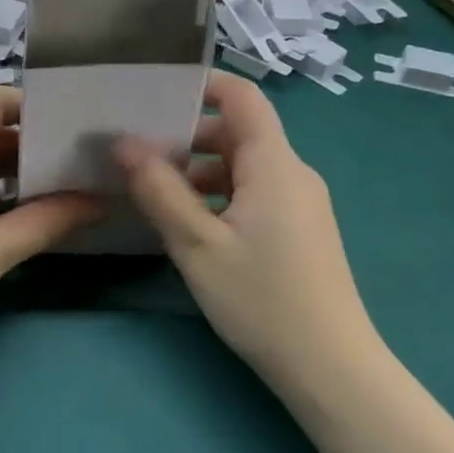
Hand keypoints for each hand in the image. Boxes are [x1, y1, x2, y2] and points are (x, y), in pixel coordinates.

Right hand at [114, 71, 377, 386]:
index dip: (203, 85)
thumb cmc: (262, 299)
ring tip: (156, 196)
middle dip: (188, 138)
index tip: (155, 95)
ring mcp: (300, 204)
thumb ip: (159, 190)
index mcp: (274, 165)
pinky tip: (191, 227)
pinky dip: (219, 197)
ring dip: (200, 173)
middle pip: (238, 133)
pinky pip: (254, 194)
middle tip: (139, 157)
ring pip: (243, 168)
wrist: (330, 367)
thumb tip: (123, 144)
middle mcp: (293, 174)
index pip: (243, 98)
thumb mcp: (197, 244)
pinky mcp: (300, 230)